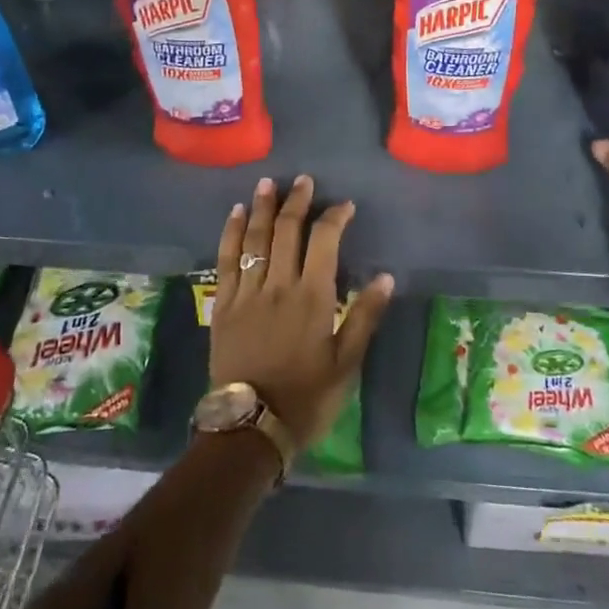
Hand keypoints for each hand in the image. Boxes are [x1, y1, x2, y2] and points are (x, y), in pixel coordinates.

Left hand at [210, 175, 393, 446]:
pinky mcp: (222, 304)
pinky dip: (230, 233)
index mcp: (312, 297)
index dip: (334, 217)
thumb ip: (365, 317)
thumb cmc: (307, 397)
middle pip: (286, 231)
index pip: (324, 241)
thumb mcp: (347, 364)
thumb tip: (386, 277)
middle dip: (297, 201)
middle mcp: (278, 286)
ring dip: (261, 208)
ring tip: (267, 184)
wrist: (250, 427)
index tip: (344, 206)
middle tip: (304, 180)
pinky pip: (225, 260)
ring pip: (254, 239)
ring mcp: (246, 293)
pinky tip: (234, 214)